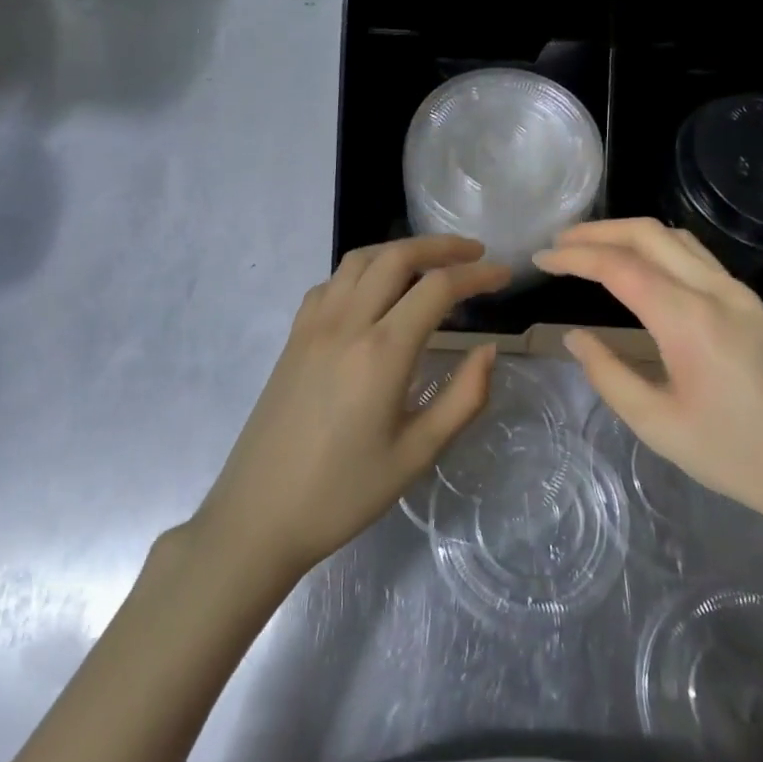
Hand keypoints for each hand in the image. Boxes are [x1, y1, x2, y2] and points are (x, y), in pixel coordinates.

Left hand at [195, 236, 510, 576]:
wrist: (258, 514)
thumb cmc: (344, 492)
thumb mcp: (417, 454)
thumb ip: (462, 398)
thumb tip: (488, 351)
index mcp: (382, 352)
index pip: (437, 288)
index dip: (477, 275)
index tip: (504, 275)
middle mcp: (346, 323)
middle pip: (396, 257)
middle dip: (441, 247)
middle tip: (474, 253)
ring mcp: (313, 325)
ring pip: (359, 260)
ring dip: (400, 250)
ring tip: (430, 262)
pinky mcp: (293, 336)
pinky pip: (332, 282)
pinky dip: (362, 270)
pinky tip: (375, 293)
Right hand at [534, 219, 762, 552]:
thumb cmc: (737, 456)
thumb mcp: (657, 425)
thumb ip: (608, 375)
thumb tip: (575, 337)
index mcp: (689, 319)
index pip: (619, 266)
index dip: (574, 256)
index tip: (541, 258)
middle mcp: (716, 291)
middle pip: (649, 234)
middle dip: (598, 230)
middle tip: (559, 242)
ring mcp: (741, 293)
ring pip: (677, 238)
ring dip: (630, 233)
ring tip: (593, 247)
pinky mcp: (754, 305)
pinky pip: (698, 256)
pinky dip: (659, 247)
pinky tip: (643, 267)